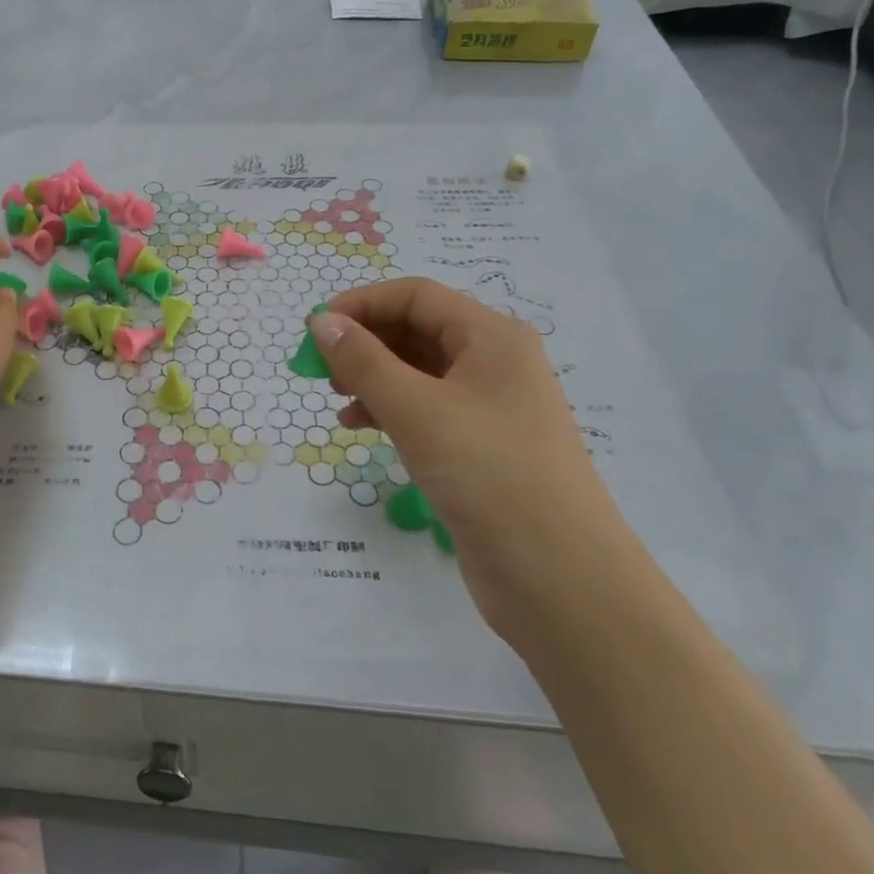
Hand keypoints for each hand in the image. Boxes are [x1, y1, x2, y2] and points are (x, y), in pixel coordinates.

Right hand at [311, 279, 628, 618]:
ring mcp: (490, 408)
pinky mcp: (480, 448)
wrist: (558, 577)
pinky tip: (359, 427)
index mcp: (492, 337)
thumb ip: (363, 361)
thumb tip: (322, 321)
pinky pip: (426, 411)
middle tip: (318, 367)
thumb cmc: (488, 473)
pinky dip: (389, 411)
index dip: (362, 304)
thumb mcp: (416, 409)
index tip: (314, 328)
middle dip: (365, 342)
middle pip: (418, 331)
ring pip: (419, 373)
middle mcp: (495, 363)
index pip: (416, 297)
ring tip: (336, 397)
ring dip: (373, 377)